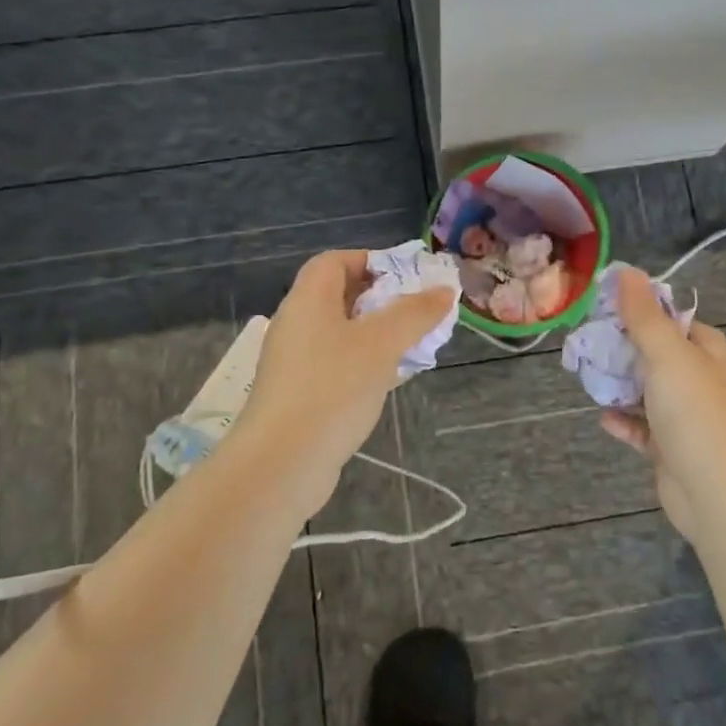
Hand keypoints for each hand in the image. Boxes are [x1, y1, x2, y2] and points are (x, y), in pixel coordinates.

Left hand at [235, 251, 456, 508]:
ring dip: (378, 334)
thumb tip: (444, 290)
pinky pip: (338, 365)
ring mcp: (295, 363)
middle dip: (383, 300)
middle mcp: (297, 325)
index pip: (334, 261)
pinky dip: (365, 363)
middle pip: (340, 296)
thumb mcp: (381, 344)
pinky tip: (391, 380)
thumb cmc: (332, 389)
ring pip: (343, 334)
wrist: (281, 464)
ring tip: (414, 345)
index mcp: (308, 301)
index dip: (371, 261)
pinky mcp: (300, 395)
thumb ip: (415, 313)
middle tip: (419, 312)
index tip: (407, 278)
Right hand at [599, 268, 725, 538]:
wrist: (715, 491)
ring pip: (650, 393)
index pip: (676, 321)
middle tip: (590, 344)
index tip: (607, 311)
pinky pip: (645, 429)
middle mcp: (705, 382)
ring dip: (622, 386)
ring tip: (590, 377)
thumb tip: (627, 271)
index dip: (644, 314)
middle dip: (626, 351)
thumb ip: (644, 314)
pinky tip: (604, 418)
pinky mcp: (675, 450)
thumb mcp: (667, 353)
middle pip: (660, 356)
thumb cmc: (694, 412)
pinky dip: (625, 421)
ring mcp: (691, 418)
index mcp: (712, 353)